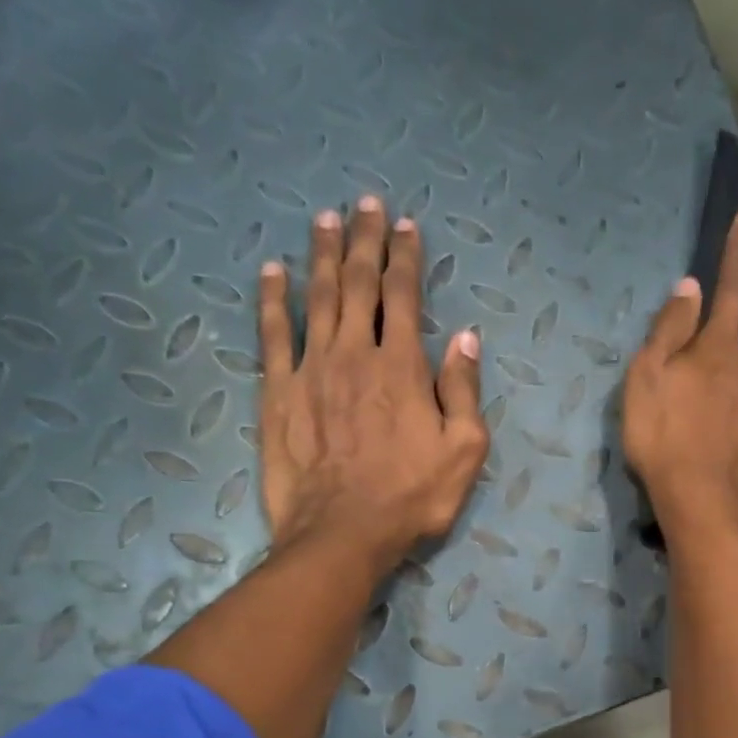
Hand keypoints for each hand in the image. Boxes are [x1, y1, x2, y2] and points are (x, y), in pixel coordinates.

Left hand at [257, 197, 488, 574]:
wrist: (343, 534)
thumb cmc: (413, 497)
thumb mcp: (465, 450)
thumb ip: (464, 390)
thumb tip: (465, 336)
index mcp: (403, 367)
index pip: (404, 296)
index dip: (405, 257)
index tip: (405, 225)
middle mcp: (355, 354)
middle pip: (358, 284)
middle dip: (364, 241)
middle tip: (364, 203)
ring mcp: (311, 369)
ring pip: (317, 298)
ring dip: (321, 255)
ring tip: (324, 219)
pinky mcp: (278, 392)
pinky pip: (273, 334)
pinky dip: (272, 299)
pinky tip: (272, 271)